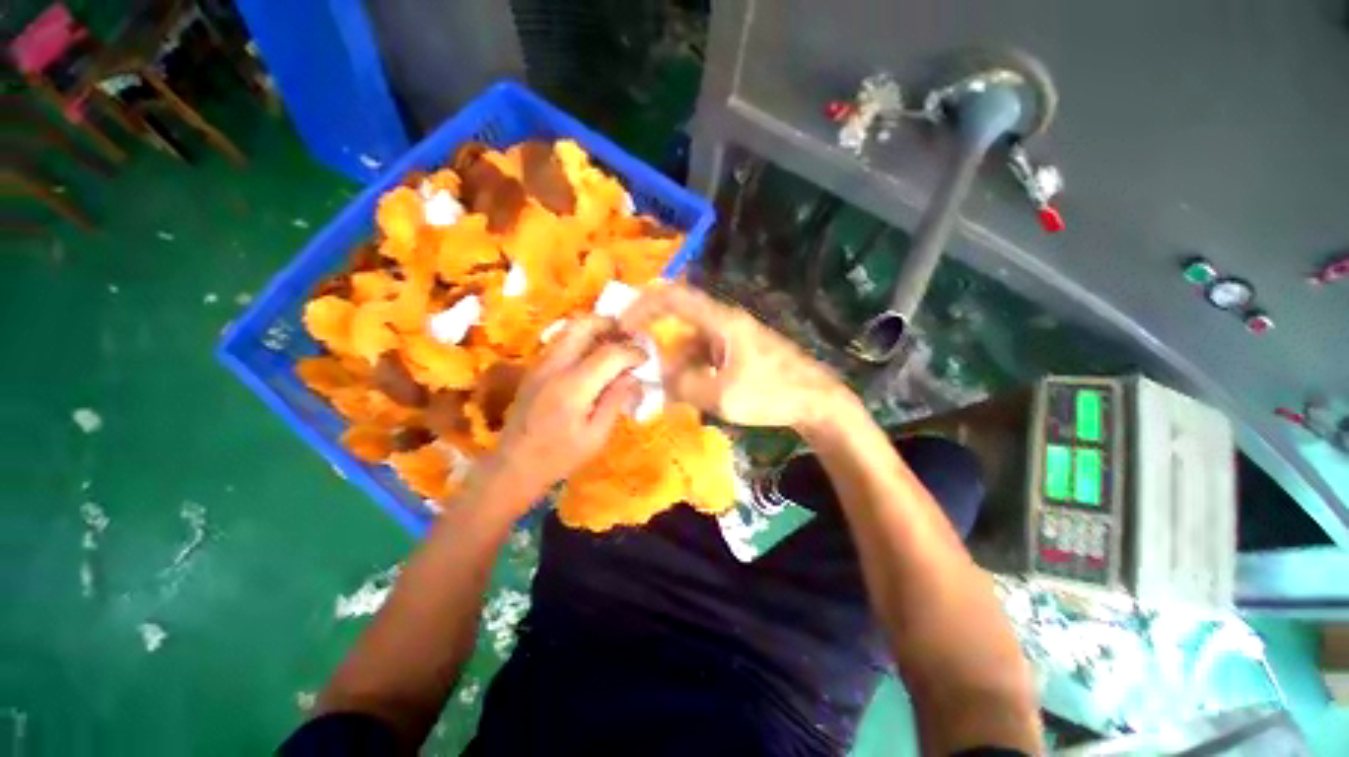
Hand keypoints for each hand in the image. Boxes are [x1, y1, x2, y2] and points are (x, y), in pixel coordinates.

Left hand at [481, 316, 644, 498]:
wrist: (512, 465)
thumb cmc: (559, 457)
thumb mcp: (596, 436)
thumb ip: (615, 400)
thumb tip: (631, 375)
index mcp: (573, 388)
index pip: (610, 353)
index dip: (632, 352)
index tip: (645, 359)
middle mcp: (554, 366)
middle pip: (584, 324)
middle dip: (611, 325)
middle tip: (629, 338)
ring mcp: (540, 363)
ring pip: (571, 328)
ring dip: (597, 330)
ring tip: (615, 344)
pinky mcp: (535, 367)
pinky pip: (562, 340)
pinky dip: (583, 339)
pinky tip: (594, 358)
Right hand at [621, 283, 852, 431]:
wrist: (817, 401)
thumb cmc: (772, 393)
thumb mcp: (722, 396)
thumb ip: (685, 385)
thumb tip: (663, 378)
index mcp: (720, 321)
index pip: (673, 297)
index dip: (643, 305)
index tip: (622, 326)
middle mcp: (725, 321)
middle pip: (680, 321)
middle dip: (659, 343)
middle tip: (644, 368)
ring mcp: (734, 336)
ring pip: (693, 342)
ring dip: (679, 364)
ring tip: (673, 393)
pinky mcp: (741, 350)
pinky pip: (707, 354)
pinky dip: (695, 370)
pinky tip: (695, 393)